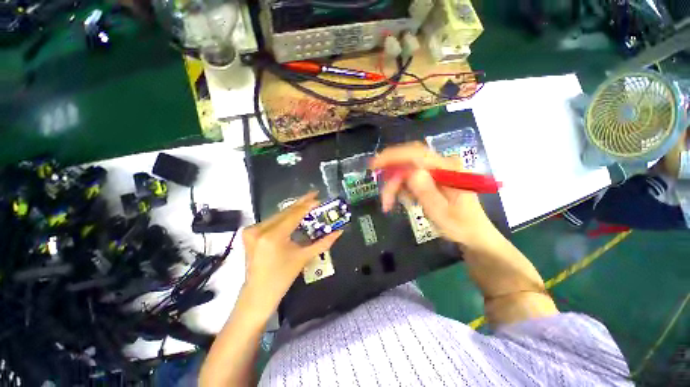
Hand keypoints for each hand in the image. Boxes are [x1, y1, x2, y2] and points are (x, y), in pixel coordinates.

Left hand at [241, 192, 342, 318]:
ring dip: (293, 209)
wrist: (258, 294)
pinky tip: (294, 214)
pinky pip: (272, 220)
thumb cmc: (282, 278)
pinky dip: (284, 217)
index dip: (308, 205)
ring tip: (308, 203)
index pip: (294, 215)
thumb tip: (339, 231)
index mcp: (273, 236)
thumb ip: (323, 243)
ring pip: (278, 215)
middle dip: (301, 203)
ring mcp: (252, 230)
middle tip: (315, 195)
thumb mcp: (304, 258)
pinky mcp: (250, 233)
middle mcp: (259, 229)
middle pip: (285, 211)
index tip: (319, 198)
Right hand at [370, 142, 494, 246]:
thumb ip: (427, 193)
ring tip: (390, 203)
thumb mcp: (442, 214)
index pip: (416, 153)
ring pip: (406, 168)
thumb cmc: (460, 226)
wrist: (473, 232)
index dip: (392, 156)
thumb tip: (411, 173)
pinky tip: (404, 199)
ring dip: (394, 185)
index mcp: (448, 169)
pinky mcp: (432, 175)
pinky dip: (401, 187)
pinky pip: (410, 176)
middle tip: (383, 196)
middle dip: (391, 175)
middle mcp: (442, 164)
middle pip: (408, 159)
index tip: (373, 165)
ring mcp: (437, 169)